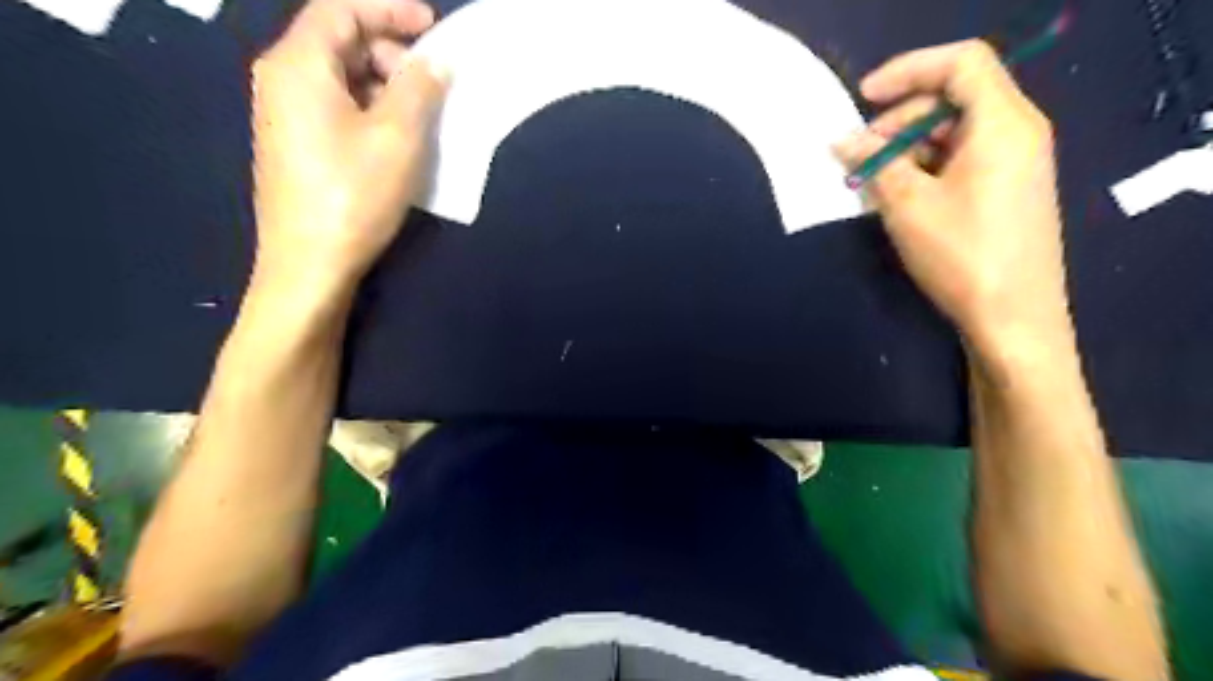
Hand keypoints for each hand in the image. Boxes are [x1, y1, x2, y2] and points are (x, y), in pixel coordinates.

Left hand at [250, 0, 448, 296]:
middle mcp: (281, 80)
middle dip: (389, 51)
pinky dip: (369, 109)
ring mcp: (285, 116)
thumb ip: (419, 89)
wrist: (309, 264)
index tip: (432, 25)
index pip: (340, 9)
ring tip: (421, 114)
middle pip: (338, 41)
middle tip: (431, 81)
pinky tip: (397, 137)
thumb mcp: (397, 137)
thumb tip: (434, 63)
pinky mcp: (295, 146)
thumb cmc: (353, 195)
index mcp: (297, 65)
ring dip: (383, 84)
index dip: (389, 9)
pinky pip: (335, 107)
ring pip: (339, 78)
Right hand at [834, 39, 1069, 362]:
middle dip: (899, 120)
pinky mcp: (1007, 189)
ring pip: (954, 131)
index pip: (960, 63)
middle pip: (954, 97)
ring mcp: (1015, 162)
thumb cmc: (962, 256)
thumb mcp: (908, 205)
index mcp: (1003, 123)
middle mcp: (1017, 132)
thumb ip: (875, 163)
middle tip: (861, 156)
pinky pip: (961, 158)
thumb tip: (842, 140)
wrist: (1014, 318)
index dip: (908, 70)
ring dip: (907, 148)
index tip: (863, 99)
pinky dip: (925, 168)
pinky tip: (898, 197)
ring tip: (873, 183)